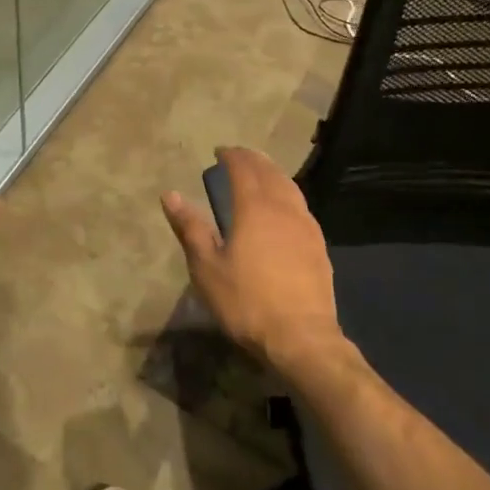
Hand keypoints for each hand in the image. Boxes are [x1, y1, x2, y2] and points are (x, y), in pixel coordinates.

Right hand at [160, 147, 344, 376]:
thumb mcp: (207, 267)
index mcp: (254, 207)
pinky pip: (301, 206)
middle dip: (253, 160)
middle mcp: (283, 208)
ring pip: (290, 187)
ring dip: (273, 174)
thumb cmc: (246, 301)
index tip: (219, 151)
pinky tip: (284, 208)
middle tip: (238, 156)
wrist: (301, 337)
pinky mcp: (318, 245)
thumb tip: (170, 195)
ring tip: (261, 174)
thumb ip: (191, 228)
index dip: (231, 156)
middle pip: (270, 172)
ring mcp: (306, 226)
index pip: (243, 168)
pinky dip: (287, 194)